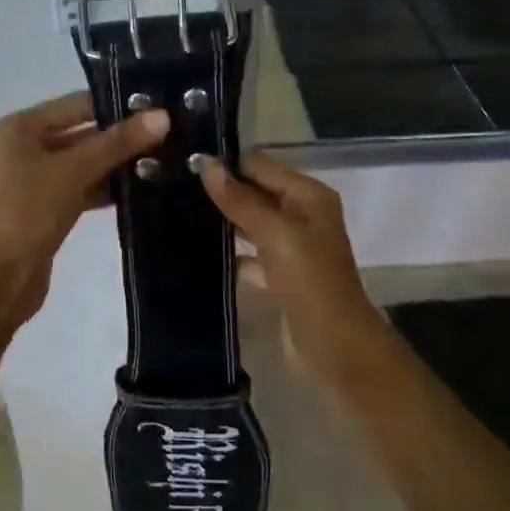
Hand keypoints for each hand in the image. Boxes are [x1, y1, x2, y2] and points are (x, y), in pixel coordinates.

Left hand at [0, 91, 168, 321]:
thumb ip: (118, 143)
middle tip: (168, 135)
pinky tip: (141, 188)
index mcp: (20, 127)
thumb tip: (162, 116)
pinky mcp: (47, 204)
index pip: (77, 104)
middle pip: (82, 132)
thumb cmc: (30, 212)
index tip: (159, 107)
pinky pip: (82, 185)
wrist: (3, 278)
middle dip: (121, 137)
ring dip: (117, 164)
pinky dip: (107, 187)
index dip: (117, 105)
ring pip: (84, 161)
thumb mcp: (75, 171)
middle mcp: (24, 145)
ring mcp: (35, 177)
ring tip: (163, 160)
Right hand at [198, 151, 386, 382]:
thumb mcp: (276, 234)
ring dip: (222, 221)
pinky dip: (230, 253)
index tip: (184, 164)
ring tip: (177, 213)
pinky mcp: (281, 276)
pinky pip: (250, 255)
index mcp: (308, 196)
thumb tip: (205, 163)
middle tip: (173, 188)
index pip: (260, 165)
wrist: (336, 347)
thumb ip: (240, 200)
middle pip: (256, 192)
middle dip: (221, 191)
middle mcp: (302, 215)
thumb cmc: (310, 282)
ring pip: (251, 223)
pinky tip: (198, 253)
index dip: (226, 164)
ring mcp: (292, 247)